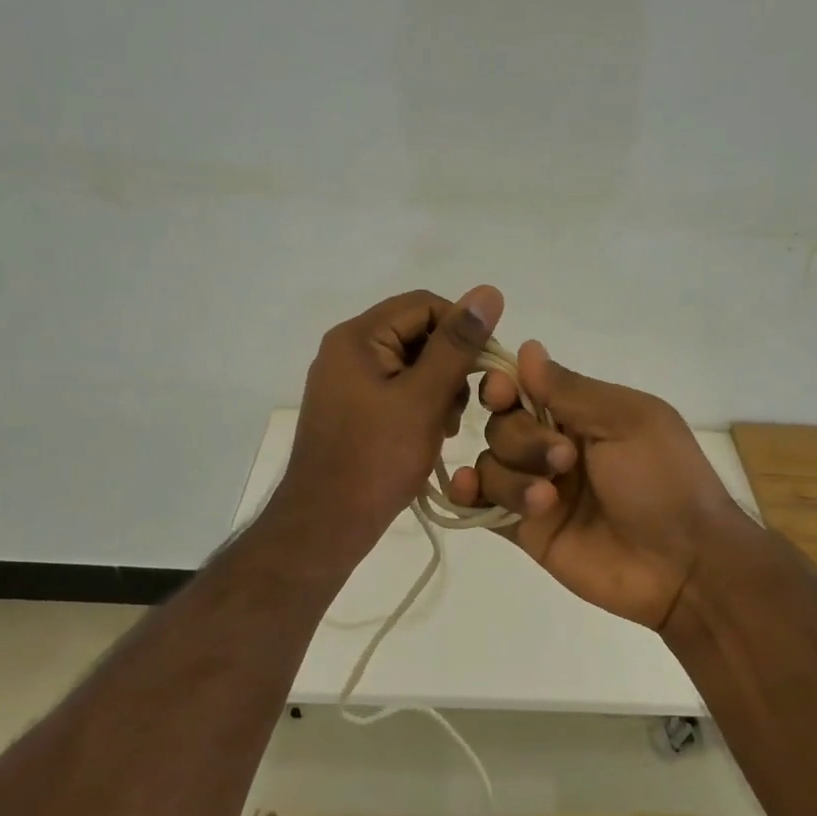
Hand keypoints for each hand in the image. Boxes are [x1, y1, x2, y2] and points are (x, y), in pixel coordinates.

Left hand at [274, 286, 503, 559]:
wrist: (327, 523)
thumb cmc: (377, 459)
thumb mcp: (424, 398)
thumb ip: (457, 344)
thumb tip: (489, 292)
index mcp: (358, 337)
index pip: (424, 305)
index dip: (463, 329)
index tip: (487, 368)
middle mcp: (347, 350)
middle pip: (416, 333)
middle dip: (450, 364)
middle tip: (463, 406)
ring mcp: (346, 381)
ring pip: (410, 364)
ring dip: (439, 388)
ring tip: (447, 425)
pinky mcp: (351, 409)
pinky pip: (396, 390)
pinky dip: (420, 405)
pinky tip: (431, 433)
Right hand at [448, 342, 756, 630]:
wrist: (682, 564)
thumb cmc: (663, 480)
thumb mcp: (627, 421)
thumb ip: (571, 389)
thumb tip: (527, 348)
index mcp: (581, 415)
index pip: (524, 388)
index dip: (504, 387)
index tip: (502, 392)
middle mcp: (553, 447)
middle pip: (502, 425)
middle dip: (522, 438)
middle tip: (564, 460)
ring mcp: (538, 489)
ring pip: (491, 464)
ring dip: (511, 476)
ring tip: (547, 500)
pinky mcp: (526, 530)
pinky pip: (482, 506)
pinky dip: (468, 494)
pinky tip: (469, 490)